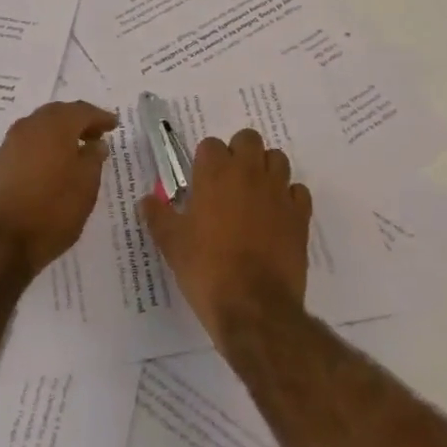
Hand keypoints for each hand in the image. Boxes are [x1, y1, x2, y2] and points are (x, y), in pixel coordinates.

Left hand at [0, 101, 117, 273]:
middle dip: (77, 121)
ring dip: (58, 135)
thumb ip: (93, 158)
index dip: (100, 117)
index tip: (114, 125)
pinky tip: (50, 167)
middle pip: (57, 114)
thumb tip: (95, 143)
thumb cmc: (52, 211)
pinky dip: (42, 149)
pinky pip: (26, 146)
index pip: (82, 111)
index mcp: (54, 125)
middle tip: (95, 135)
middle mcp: (29, 126)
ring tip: (74, 152)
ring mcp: (9, 144)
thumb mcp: (86, 186)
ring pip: (39, 129)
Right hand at [141, 127, 311, 347]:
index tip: (200, 182)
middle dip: (239, 153)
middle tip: (229, 182)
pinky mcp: (300, 215)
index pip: (211, 144)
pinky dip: (289, 197)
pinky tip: (278, 215)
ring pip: (277, 159)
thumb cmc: (206, 270)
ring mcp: (278, 192)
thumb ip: (158, 216)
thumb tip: (146, 200)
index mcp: (215, 173)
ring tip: (254, 194)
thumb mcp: (172, 244)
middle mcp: (249, 172)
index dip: (205, 160)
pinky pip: (298, 191)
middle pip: (248, 139)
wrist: (254, 307)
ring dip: (266, 169)